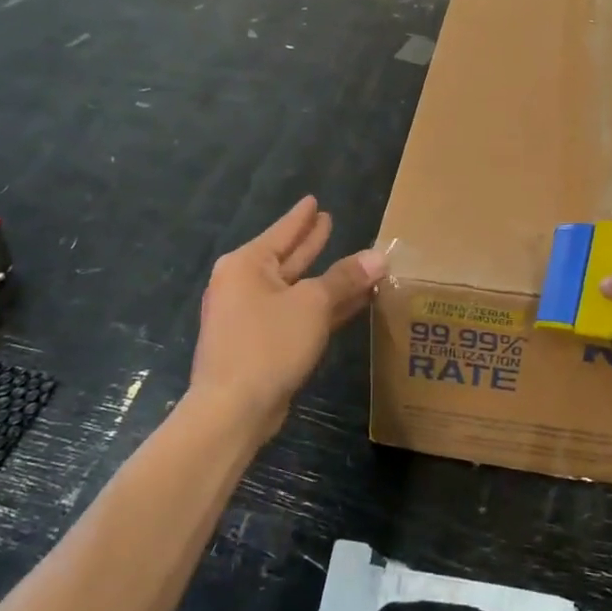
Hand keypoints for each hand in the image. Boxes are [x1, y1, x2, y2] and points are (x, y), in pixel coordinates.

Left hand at [190, 197, 385, 439]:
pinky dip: (318, 307)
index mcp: (246, 265)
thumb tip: (379, 256)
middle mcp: (243, 285)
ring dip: (323, 279)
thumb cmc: (268, 344)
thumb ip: (345, 278)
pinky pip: (294, 314)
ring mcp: (249, 316)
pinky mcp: (259, 344)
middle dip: (310, 243)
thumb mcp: (312, 305)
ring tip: (352, 261)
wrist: (232, 410)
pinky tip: (347, 304)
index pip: (282, 232)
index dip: (302, 217)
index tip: (314, 200)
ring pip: (294, 289)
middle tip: (328, 221)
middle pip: (286, 258)